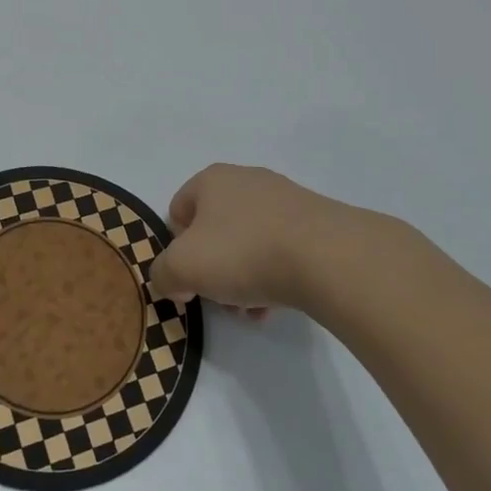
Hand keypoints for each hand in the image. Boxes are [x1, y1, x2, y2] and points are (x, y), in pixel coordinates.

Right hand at [149, 163, 403, 315]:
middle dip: (213, 269)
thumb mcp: (182, 268)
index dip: (176, 247)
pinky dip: (274, 276)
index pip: (178, 210)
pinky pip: (282, 250)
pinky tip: (279, 304)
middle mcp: (247, 180)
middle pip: (215, 230)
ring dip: (243, 278)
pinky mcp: (316, 222)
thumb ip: (162, 274)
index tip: (188, 278)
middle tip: (220, 299)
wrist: (328, 257)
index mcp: (211, 180)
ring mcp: (285, 199)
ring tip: (253, 310)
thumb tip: (172, 281)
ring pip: (248, 243)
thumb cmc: (243, 253)